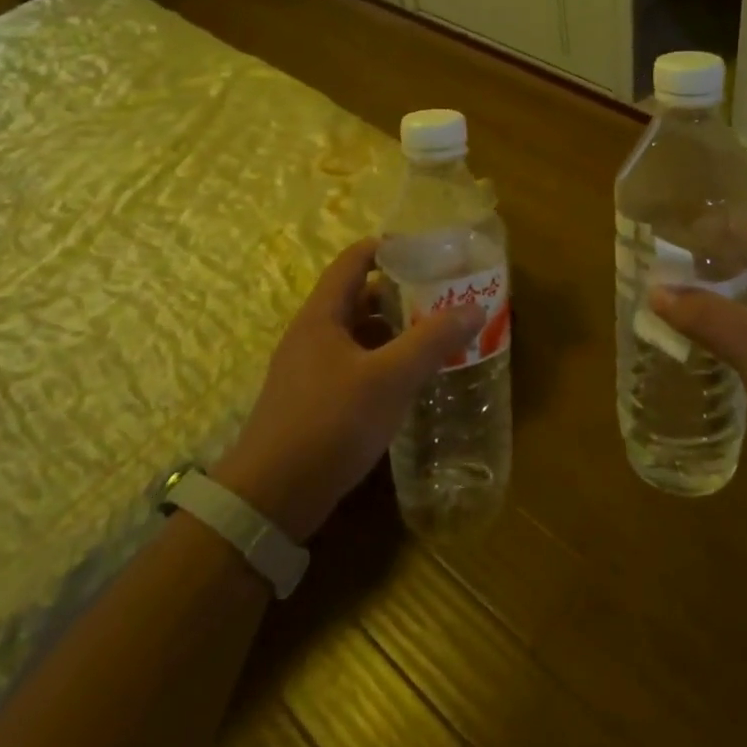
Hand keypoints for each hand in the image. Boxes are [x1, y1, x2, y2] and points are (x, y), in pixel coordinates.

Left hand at [210, 239, 484, 540]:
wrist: (271, 498)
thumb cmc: (330, 423)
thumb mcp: (389, 379)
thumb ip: (431, 341)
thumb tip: (474, 306)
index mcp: (322, 315)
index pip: (354, 260)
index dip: (389, 248)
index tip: (429, 250)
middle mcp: (312, 334)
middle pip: (359, 297)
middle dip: (401, 292)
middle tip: (442, 295)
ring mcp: (309, 369)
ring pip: (358, 334)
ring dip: (394, 330)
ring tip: (435, 334)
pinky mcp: (313, 401)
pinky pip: (354, 364)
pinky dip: (382, 361)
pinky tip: (408, 379)